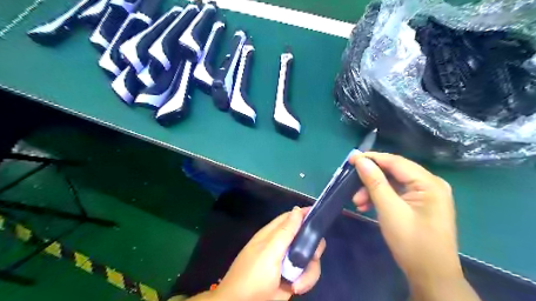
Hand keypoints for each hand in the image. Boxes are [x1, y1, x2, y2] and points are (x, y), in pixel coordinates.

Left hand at [212, 207, 323, 300]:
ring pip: (310, 257)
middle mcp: (284, 244)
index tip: (320, 217)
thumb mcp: (269, 251)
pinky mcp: (294, 276)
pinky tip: (296, 288)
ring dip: (308, 271)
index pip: (292, 217)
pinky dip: (306, 281)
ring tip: (297, 283)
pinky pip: (309, 273)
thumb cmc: (254, 274)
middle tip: (311, 256)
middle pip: (306, 237)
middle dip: (312, 247)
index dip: (305, 214)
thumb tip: (298, 209)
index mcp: (274, 233)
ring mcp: (289, 261)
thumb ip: (285, 231)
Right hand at [350, 153, 479, 299]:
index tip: (351, 158)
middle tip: (351, 187)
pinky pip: (397, 194)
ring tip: (357, 203)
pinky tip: (367, 206)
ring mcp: (427, 195)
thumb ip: (374, 182)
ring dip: (373, 190)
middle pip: (394, 172)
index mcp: (429, 183)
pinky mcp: (421, 204)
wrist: (431, 276)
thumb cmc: (411, 242)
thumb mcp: (389, 210)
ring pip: (393, 184)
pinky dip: (381, 198)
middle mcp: (430, 184)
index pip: (395, 162)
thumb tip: (360, 160)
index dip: (372, 158)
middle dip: (371, 180)